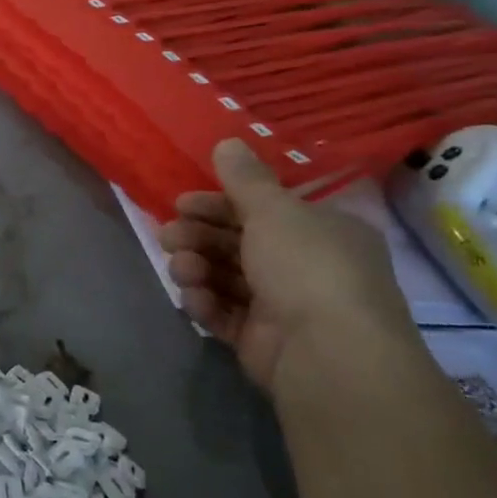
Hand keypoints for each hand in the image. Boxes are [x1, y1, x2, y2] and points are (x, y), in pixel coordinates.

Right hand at [159, 139, 412, 395]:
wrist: (327, 354)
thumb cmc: (306, 267)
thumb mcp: (274, 210)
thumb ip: (245, 178)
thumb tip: (227, 142)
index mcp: (322, 232)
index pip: (262, 210)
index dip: (218, 204)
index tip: (182, 204)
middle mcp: (306, 266)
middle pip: (237, 243)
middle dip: (198, 237)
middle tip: (169, 237)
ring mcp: (283, 307)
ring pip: (226, 277)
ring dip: (196, 268)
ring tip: (182, 270)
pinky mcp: (262, 340)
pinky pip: (225, 313)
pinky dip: (205, 303)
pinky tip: (194, 298)